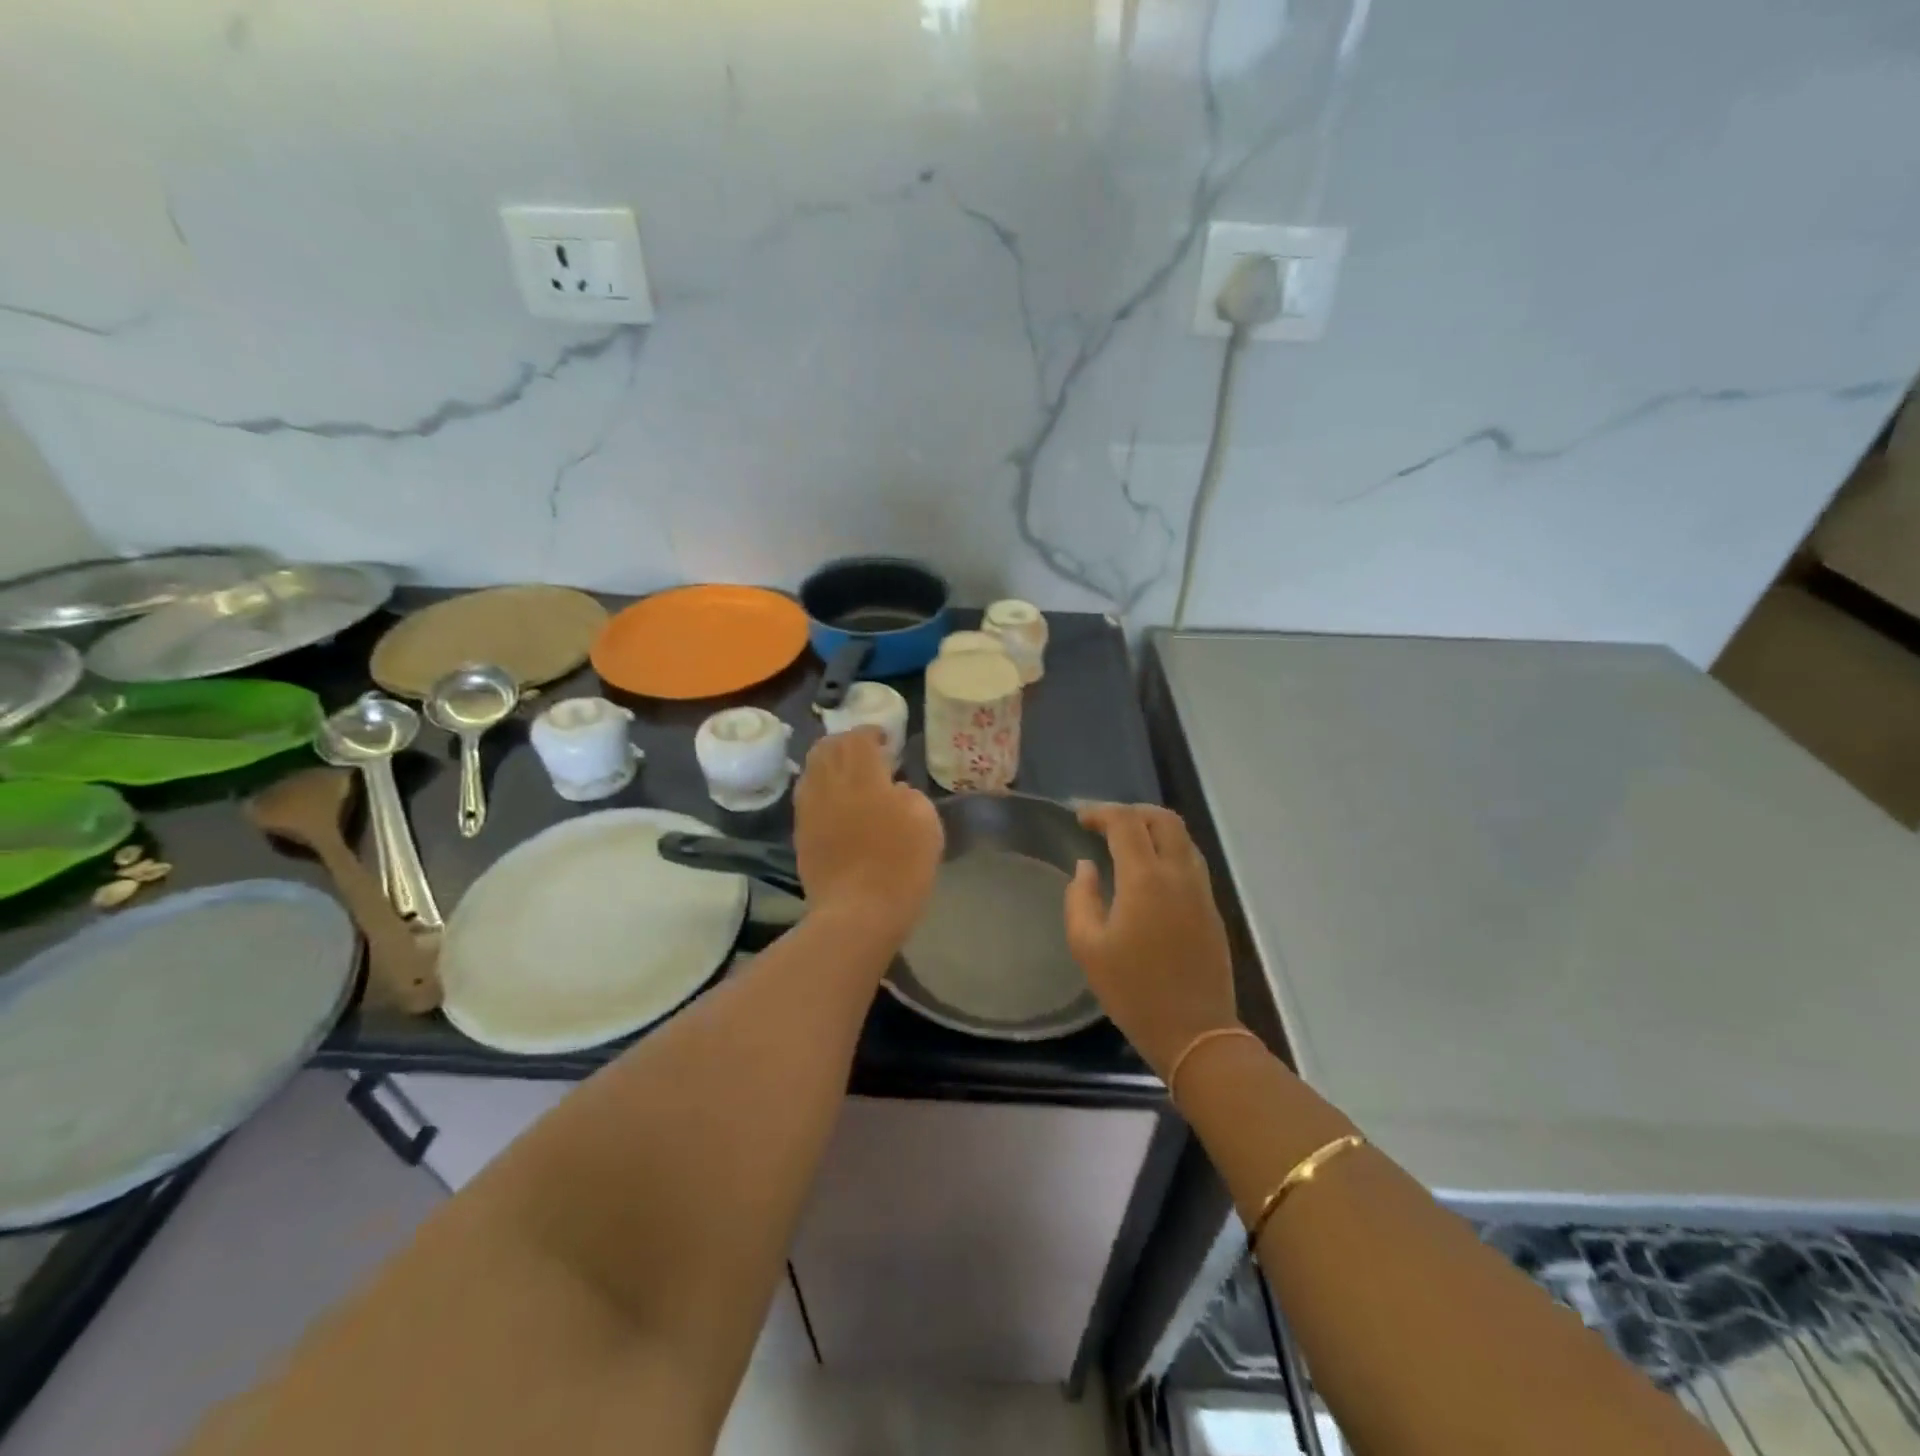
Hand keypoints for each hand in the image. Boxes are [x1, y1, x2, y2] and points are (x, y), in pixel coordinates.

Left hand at [794, 729, 943, 945]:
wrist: (858, 912)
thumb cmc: (901, 866)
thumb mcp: (926, 822)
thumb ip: (909, 795)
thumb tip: (894, 790)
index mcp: (862, 776)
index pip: (858, 738)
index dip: (871, 732)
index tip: (886, 739)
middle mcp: (829, 784)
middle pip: (827, 747)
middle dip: (845, 743)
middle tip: (865, 751)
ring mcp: (810, 809)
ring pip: (811, 769)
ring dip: (829, 763)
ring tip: (847, 773)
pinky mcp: (801, 833)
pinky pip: (806, 796)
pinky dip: (820, 788)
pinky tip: (835, 801)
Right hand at [1065, 804, 1238, 1078]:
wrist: (1195, 1032)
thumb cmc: (1133, 991)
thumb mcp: (1087, 947)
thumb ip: (1080, 898)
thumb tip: (1087, 867)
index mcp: (1145, 879)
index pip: (1126, 822)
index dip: (1101, 812)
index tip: (1080, 819)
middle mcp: (1178, 874)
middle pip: (1163, 819)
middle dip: (1132, 812)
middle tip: (1105, 824)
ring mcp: (1201, 890)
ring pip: (1183, 837)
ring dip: (1153, 829)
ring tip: (1126, 842)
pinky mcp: (1212, 908)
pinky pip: (1191, 860)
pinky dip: (1168, 849)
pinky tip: (1149, 871)